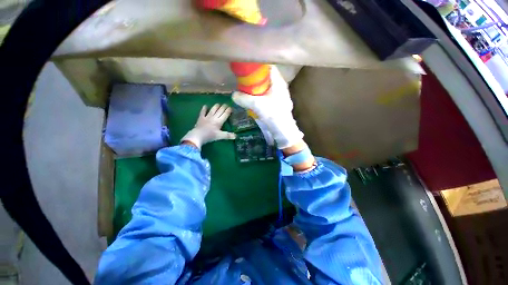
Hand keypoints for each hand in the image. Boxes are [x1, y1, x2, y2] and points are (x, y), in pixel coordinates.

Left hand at [181, 104, 235, 149]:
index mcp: (219, 121)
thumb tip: (236, 136)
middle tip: (226, 104)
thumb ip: (228, 135)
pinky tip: (205, 106)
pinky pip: (203, 112)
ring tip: (218, 104)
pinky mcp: (201, 118)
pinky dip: (204, 109)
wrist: (198, 135)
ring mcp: (207, 117)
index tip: (231, 107)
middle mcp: (214, 117)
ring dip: (216, 106)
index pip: (225, 114)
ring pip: (212, 110)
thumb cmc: (210, 136)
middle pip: (219, 111)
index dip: (228, 110)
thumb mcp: (220, 136)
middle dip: (223, 107)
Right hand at [232, 66, 303, 148]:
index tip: (247, 67)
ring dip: (257, 89)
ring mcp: (279, 96)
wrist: (282, 130)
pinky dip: (259, 97)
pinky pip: (266, 96)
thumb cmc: (273, 114)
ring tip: (246, 91)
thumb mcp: (257, 104)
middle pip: (266, 78)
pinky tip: (253, 101)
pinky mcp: (276, 104)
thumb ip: (244, 98)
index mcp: (279, 82)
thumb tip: (234, 95)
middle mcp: (280, 87)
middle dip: (255, 79)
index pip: (269, 67)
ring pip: (266, 88)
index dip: (258, 66)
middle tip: (244, 81)